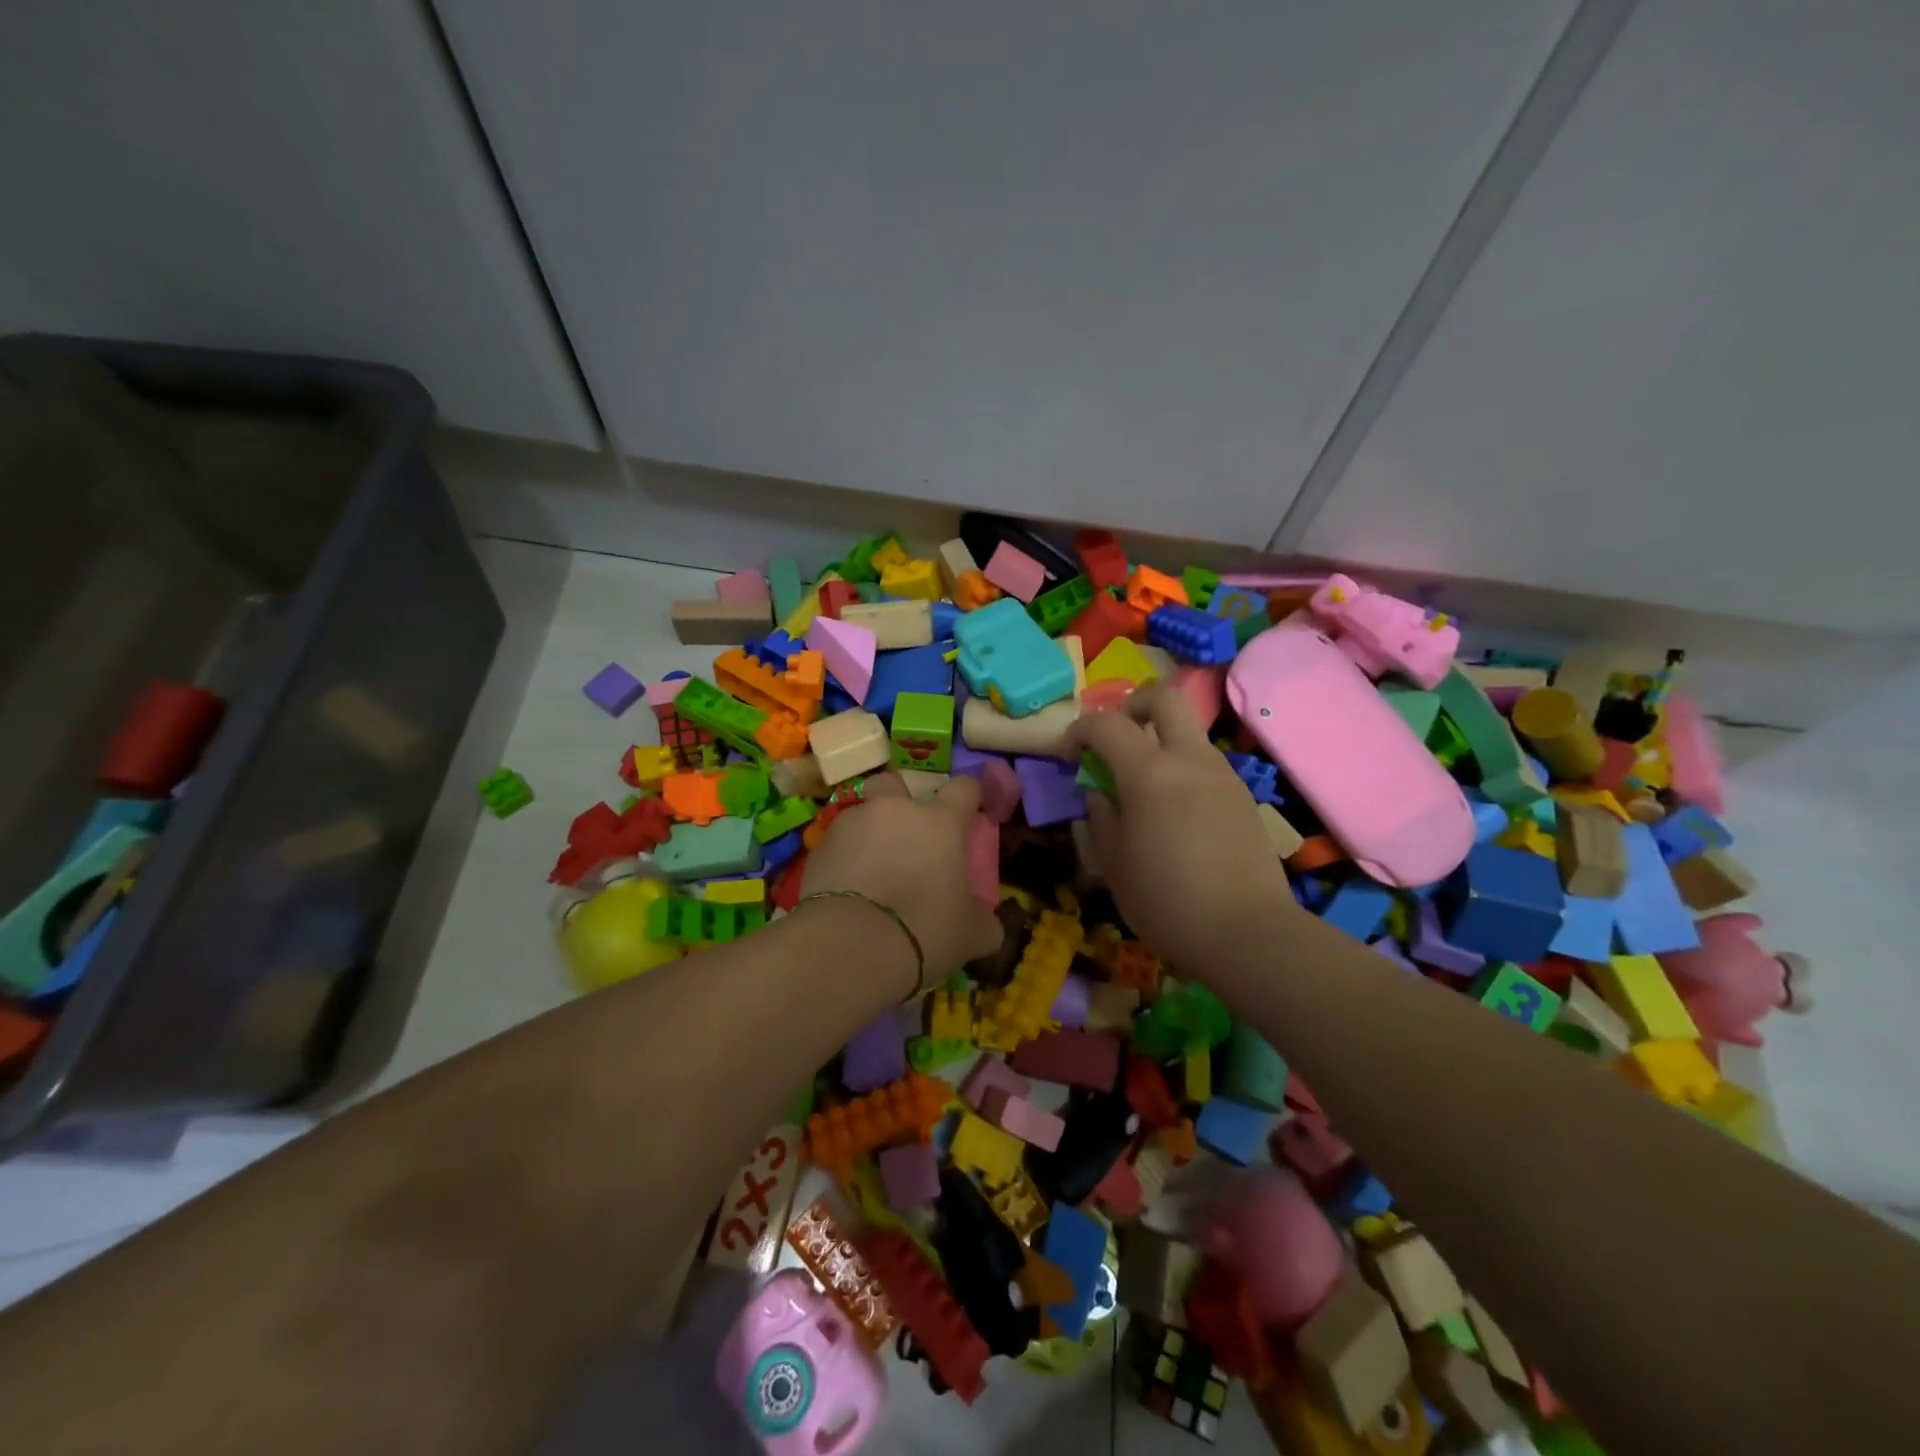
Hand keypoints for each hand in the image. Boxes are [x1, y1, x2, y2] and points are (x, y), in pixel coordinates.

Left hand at [800, 772, 1002, 986]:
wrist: (850, 945)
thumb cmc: (924, 929)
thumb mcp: (970, 935)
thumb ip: (983, 923)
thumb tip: (990, 928)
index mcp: (939, 822)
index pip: (963, 788)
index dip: (969, 796)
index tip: (970, 812)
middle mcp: (895, 811)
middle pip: (895, 782)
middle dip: (899, 800)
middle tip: (906, 834)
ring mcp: (851, 824)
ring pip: (862, 815)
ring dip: (869, 835)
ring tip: (872, 873)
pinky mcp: (819, 848)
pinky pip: (837, 845)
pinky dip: (844, 860)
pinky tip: (847, 892)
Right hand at [1067, 686, 1297, 972]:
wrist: (1249, 933)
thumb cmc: (1167, 901)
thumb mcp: (1114, 864)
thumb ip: (1102, 818)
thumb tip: (1101, 794)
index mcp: (1149, 772)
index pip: (1107, 724)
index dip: (1080, 730)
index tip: (1068, 754)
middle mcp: (1190, 759)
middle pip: (1165, 697)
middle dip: (1133, 705)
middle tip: (1115, 737)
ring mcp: (1223, 775)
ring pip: (1188, 732)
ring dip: (1160, 741)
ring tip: (1142, 787)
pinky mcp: (1243, 797)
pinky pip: (1205, 764)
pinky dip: (1181, 769)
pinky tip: (1174, 813)